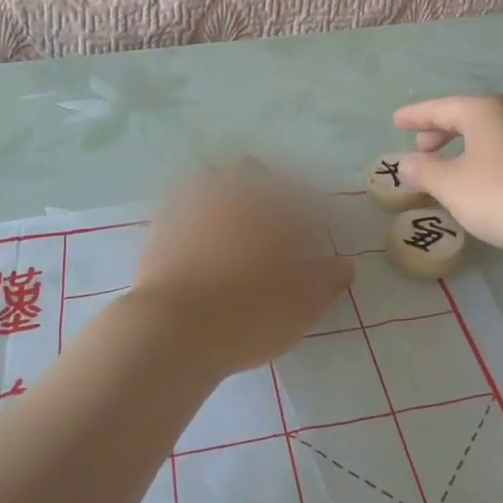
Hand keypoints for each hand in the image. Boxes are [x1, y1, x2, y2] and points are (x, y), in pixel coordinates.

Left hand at [130, 160, 353, 378]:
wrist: (173, 329)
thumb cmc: (251, 311)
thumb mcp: (304, 302)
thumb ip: (327, 278)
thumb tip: (344, 264)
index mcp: (271, 206)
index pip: (298, 197)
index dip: (308, 214)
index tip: (310, 237)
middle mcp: (231, 195)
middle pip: (249, 173)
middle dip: (263, 188)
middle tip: (269, 224)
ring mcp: (190, 207)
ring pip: (209, 183)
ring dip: (222, 196)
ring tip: (229, 229)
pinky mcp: (159, 229)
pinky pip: (180, 210)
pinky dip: (191, 219)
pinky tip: (196, 244)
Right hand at [393, 95, 502, 257]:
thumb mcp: (453, 186)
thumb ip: (425, 172)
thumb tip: (406, 164)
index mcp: (484, 111)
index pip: (440, 108)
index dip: (416, 116)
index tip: (396, 121)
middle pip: (469, 117)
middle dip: (442, 131)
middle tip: (422, 147)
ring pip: (492, 134)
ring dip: (466, 147)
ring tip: (452, 167)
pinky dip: (489, 159)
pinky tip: (488, 182)